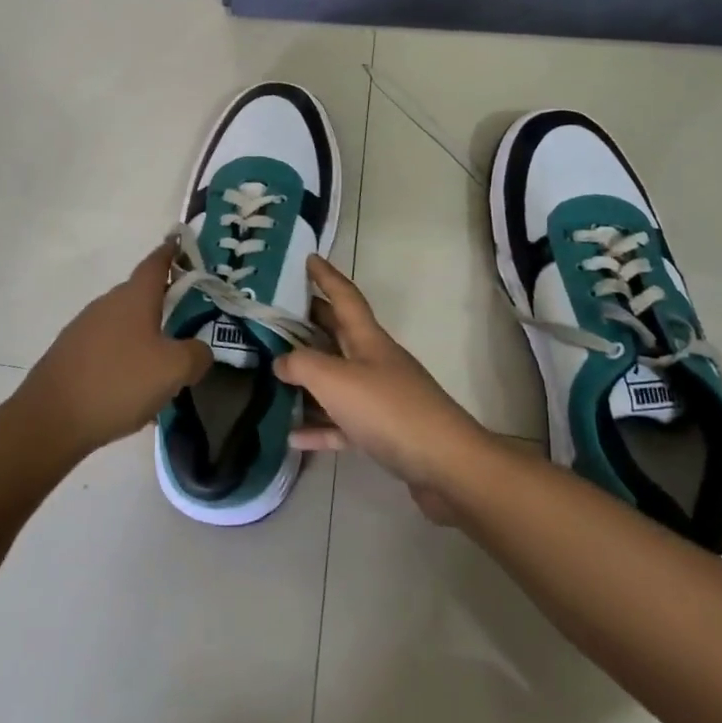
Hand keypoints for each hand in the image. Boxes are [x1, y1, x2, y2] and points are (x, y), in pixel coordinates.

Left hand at [16, 243, 209, 459]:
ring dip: (144, 335)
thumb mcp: (173, 370)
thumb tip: (199, 350)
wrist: (50, 420)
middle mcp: (107, 304)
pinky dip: (124, 358)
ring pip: (124, 323)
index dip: (171, 251)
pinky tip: (132, 388)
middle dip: (163, 301)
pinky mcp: (70, 354)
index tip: (181, 242)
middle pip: (140, 294)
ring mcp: (84, 328)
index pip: (156, 262)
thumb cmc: (118, 382)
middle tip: (187, 316)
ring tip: (163, 364)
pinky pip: (107, 348)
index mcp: (134, 297)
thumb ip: (196, 355)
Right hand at [276, 256, 490, 511]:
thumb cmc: (388, 409)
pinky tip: (293, 435)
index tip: (309, 257)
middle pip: (339, 334)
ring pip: (338, 379)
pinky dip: (320, 426)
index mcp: (368, 339)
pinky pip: (343, 423)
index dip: (326, 276)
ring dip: (310, 376)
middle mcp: (375, 361)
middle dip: (312, 321)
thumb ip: (302, 365)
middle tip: (279, 314)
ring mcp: (381, 397)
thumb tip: (281, 361)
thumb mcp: (336, 380)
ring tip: (276, 372)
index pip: (344, 296)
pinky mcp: (383, 432)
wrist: (445, 464)